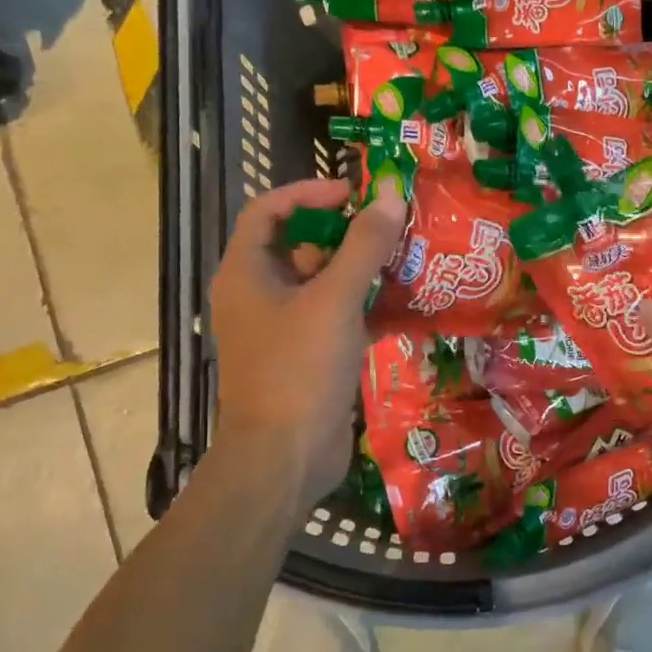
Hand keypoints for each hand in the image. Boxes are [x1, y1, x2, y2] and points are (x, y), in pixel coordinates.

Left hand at [210, 179, 406, 505]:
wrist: (285, 458)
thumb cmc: (299, 369)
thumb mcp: (334, 300)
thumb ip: (363, 246)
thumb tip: (388, 194)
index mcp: (247, 272)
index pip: (269, 210)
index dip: (309, 192)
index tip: (353, 194)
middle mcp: (258, 294)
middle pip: (300, 245)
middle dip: (345, 233)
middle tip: (390, 226)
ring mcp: (281, 327)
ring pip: (321, 282)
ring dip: (360, 270)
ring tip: (405, 259)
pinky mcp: (305, 355)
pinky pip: (334, 316)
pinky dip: (363, 307)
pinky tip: (403, 306)